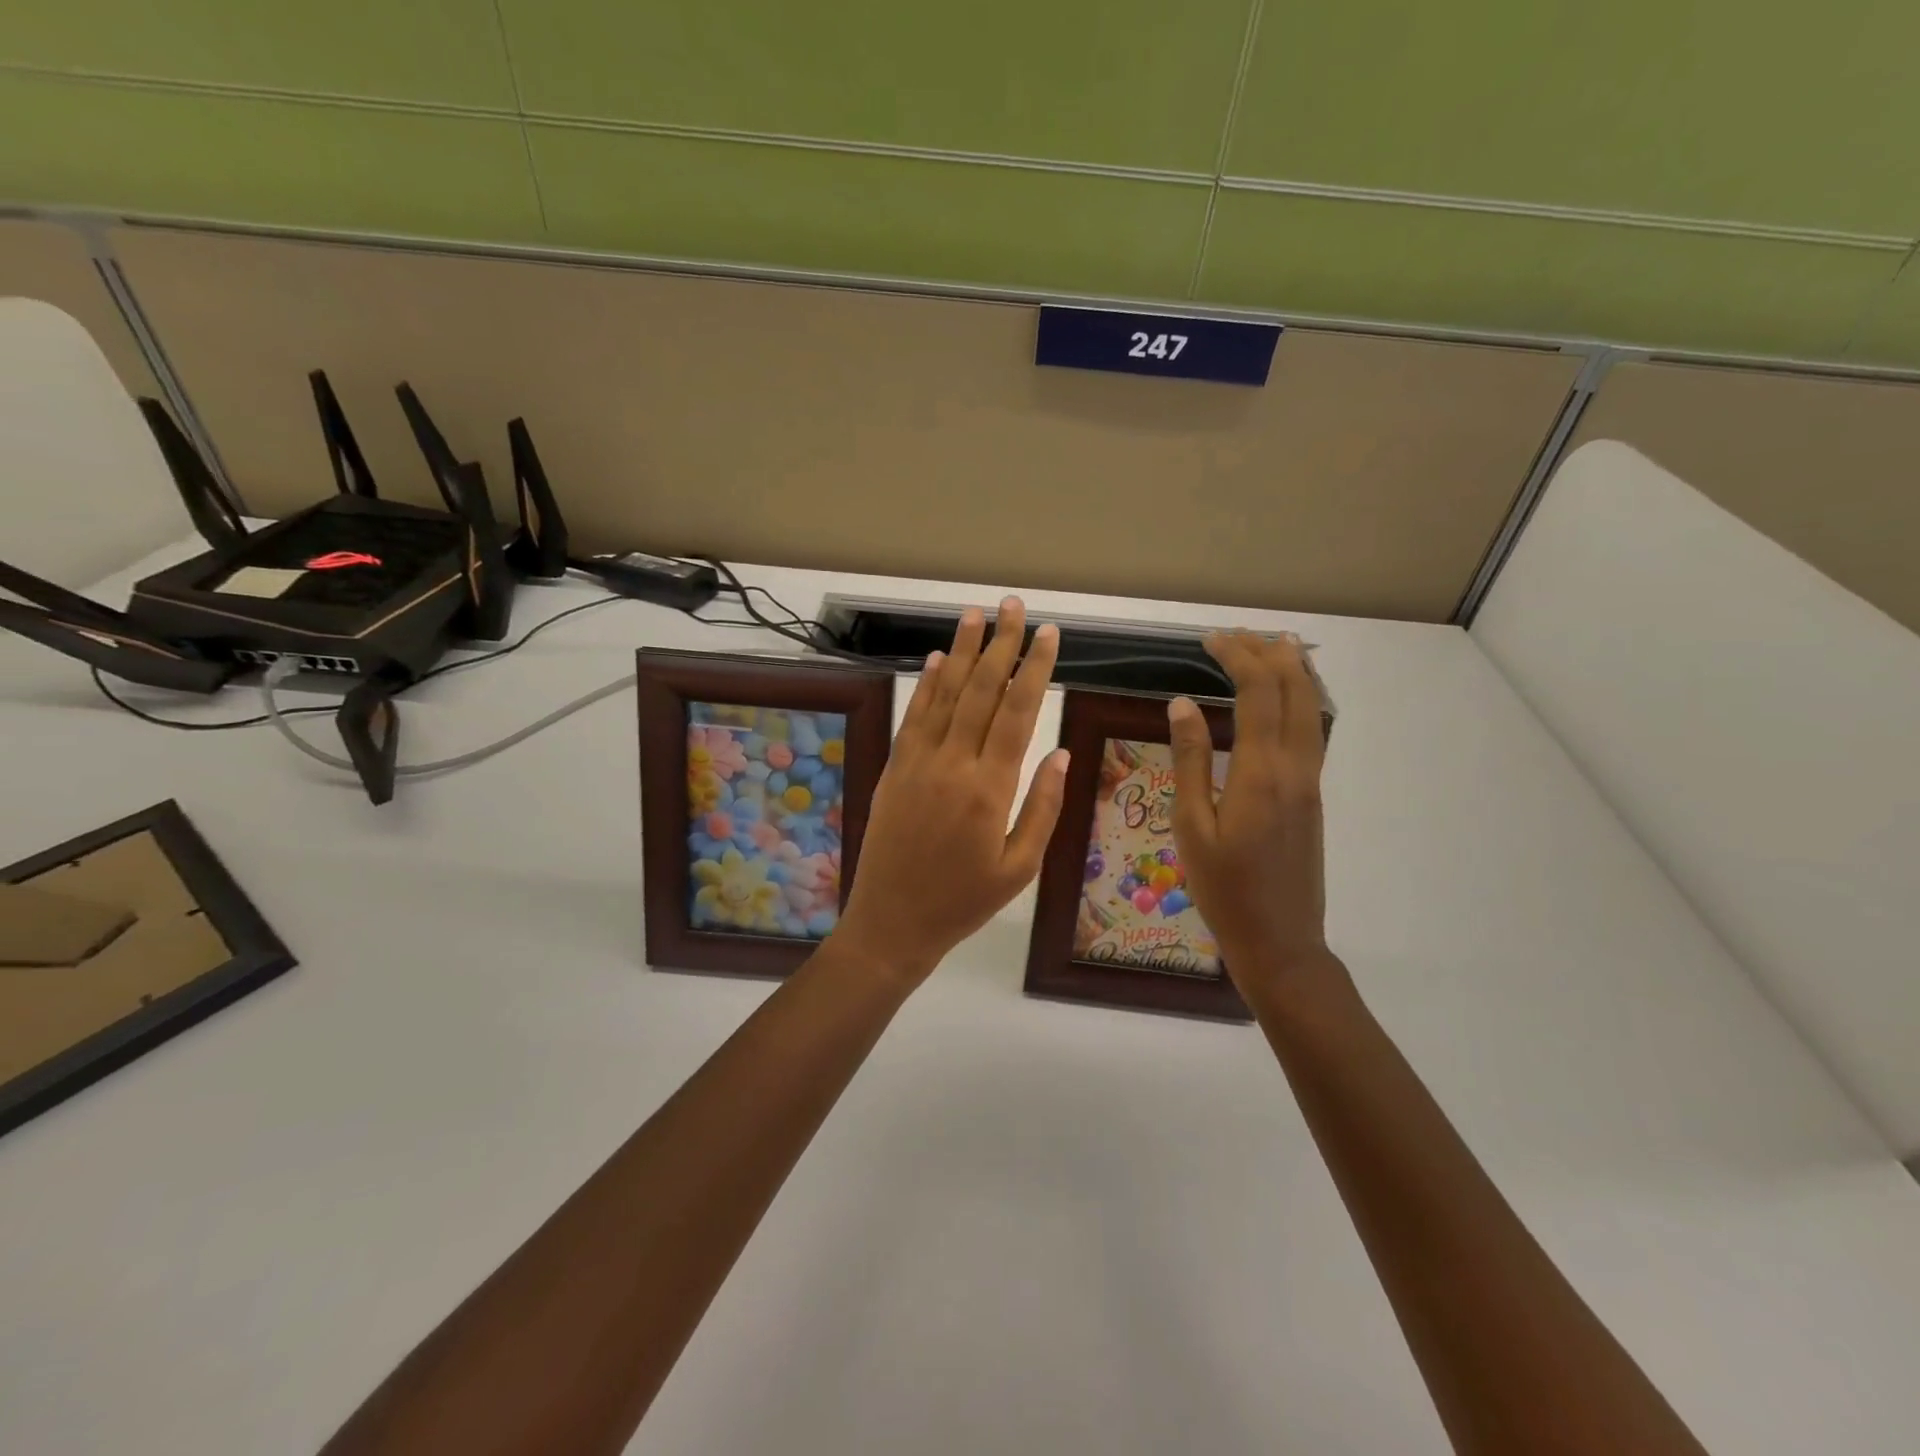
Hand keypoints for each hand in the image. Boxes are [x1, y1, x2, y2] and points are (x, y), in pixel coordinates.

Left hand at [837, 598, 1068, 983]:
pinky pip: (914, 717)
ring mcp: (918, 762)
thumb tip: (1058, 753)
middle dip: (1000, 644)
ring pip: (945, 694)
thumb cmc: (963, 902)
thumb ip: (1041, 808)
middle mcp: (953, 763)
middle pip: (982, 690)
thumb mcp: (1018, 868)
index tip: (1048, 633)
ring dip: (961, 652)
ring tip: (975, 614)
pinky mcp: (894, 768)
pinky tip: (937, 660)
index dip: (1034, 668)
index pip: (1018, 712)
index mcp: (991, 787)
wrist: (891, 922)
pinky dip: (926, 685)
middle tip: (1014, 606)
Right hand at [1167, 631, 1332, 998]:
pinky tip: (1284, 698)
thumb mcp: (1192, 826)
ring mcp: (1311, 781)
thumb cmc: (1224, 888)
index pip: (1258, 692)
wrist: (1280, 940)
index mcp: (1263, 772)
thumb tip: (1181, 704)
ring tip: (1270, 646)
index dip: (1237, 657)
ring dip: (1292, 671)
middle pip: (1295, 690)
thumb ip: (1190, 760)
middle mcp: (1297, 767)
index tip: (1210, 639)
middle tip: (1236, 636)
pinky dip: (1300, 699)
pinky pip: (1313, 730)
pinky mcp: (1313, 795)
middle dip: (1268, 653)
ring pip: (1313, 708)